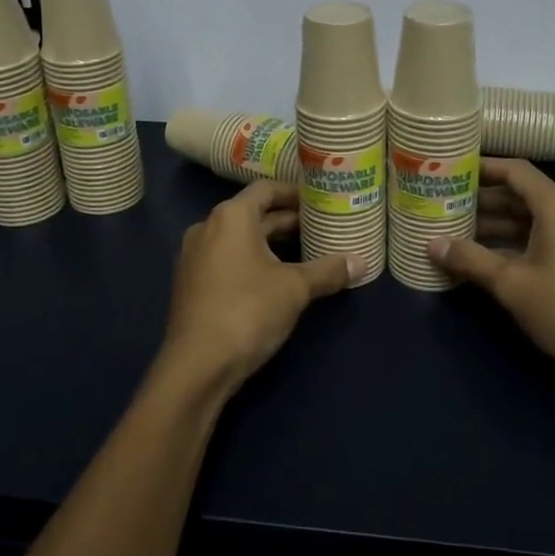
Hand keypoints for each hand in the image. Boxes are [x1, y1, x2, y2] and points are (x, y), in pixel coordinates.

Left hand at [157, 179, 362, 396]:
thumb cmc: (248, 311)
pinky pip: (228, 259)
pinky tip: (278, 280)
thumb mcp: (295, 289)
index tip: (321, 201)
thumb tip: (361, 262)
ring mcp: (195, 256)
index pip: (266, 189)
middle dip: (288, 222)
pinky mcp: (193, 283)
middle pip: (254, 214)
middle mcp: (208, 227)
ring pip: (241, 239)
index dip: (295, 193)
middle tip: (323, 229)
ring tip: (307, 253)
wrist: (197, 366)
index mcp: (231, 217)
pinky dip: (253, 261)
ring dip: (272, 244)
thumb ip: (328, 271)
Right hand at [430, 159, 554, 394]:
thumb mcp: (512, 284)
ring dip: (493, 226)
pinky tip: (482, 259)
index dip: (481, 168)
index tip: (449, 172)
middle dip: (481, 201)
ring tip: (453, 232)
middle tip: (442, 206)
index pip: (514, 171)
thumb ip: (470, 259)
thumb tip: (431, 244)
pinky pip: (539, 239)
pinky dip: (512, 244)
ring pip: (528, 220)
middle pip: (519, 194)